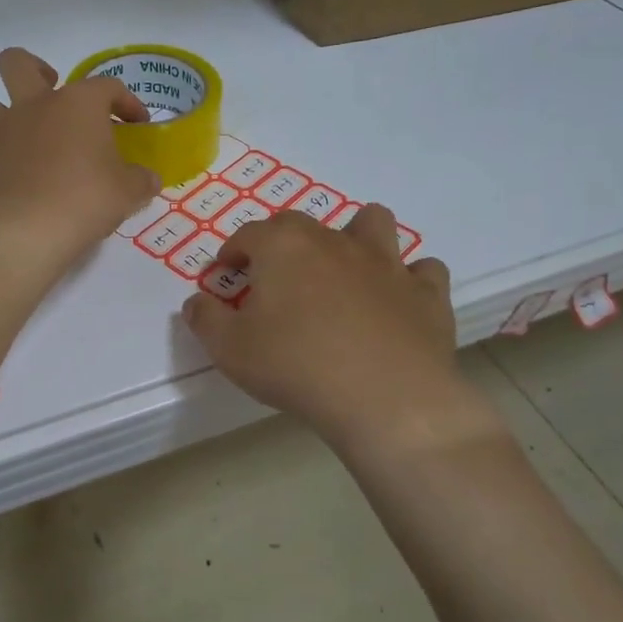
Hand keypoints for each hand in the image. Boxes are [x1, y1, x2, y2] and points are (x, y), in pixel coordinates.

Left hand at [0, 48, 161, 280]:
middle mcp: (34, 107)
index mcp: (76, 104)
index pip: (107, 86)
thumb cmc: (84, 199)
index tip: (137, 124)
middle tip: (55, 95)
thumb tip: (147, 179)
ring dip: (13, 118)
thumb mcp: (127, 192)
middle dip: (36, 70)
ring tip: (35, 144)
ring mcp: (1, 135)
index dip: (126, 102)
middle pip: (19, 64)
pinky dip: (7, 164)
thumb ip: (140, 180)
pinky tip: (23, 187)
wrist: (21, 233)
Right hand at [182, 205, 497, 456]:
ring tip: (344, 269)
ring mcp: (387, 263)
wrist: (385, 398)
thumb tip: (196, 301)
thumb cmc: (296, 366)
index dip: (231, 252)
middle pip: (303, 224)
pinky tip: (397, 301)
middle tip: (274, 280)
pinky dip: (409, 280)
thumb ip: (205, 319)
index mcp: (283, 246)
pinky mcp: (426, 292)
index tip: (224, 274)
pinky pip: (423, 270)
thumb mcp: (230, 349)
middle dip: (281, 243)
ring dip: (356, 237)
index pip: (248, 234)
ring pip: (373, 223)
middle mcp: (334, 241)